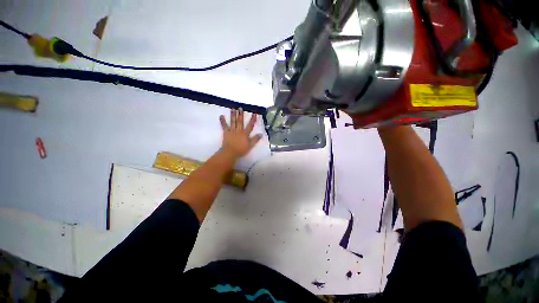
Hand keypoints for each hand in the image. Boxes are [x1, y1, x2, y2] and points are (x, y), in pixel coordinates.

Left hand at [219, 108, 262, 159]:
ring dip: (233, 115)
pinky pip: (224, 126)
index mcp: (245, 134)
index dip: (252, 119)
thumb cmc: (241, 150)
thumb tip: (261, 134)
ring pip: (233, 122)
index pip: (250, 125)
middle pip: (240, 121)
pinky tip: (221, 116)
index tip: (254, 113)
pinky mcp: (226, 133)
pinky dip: (222, 121)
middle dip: (241, 114)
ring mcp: (232, 131)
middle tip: (240, 108)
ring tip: (233, 109)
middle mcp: (239, 130)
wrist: (230, 152)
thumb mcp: (250, 145)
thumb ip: (255, 139)